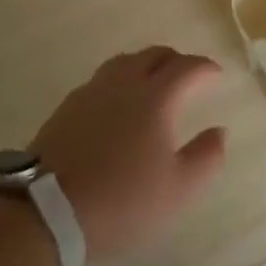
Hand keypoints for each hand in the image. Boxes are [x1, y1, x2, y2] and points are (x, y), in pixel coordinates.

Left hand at [29, 46, 228, 258]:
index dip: (205, 68)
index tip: (217, 75)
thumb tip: (220, 131)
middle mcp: (124, 83)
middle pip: (154, 55)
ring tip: (152, 82)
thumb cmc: (121, 200)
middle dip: (176, 60)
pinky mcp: (66, 107)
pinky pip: (101, 80)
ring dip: (145, 65)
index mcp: (156, 97)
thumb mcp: (178, 190)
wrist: (46, 211)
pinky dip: (119, 81)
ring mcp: (91, 91)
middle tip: (187, 76)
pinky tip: (116, 104)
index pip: (187, 67)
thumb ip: (207, 158)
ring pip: (124, 62)